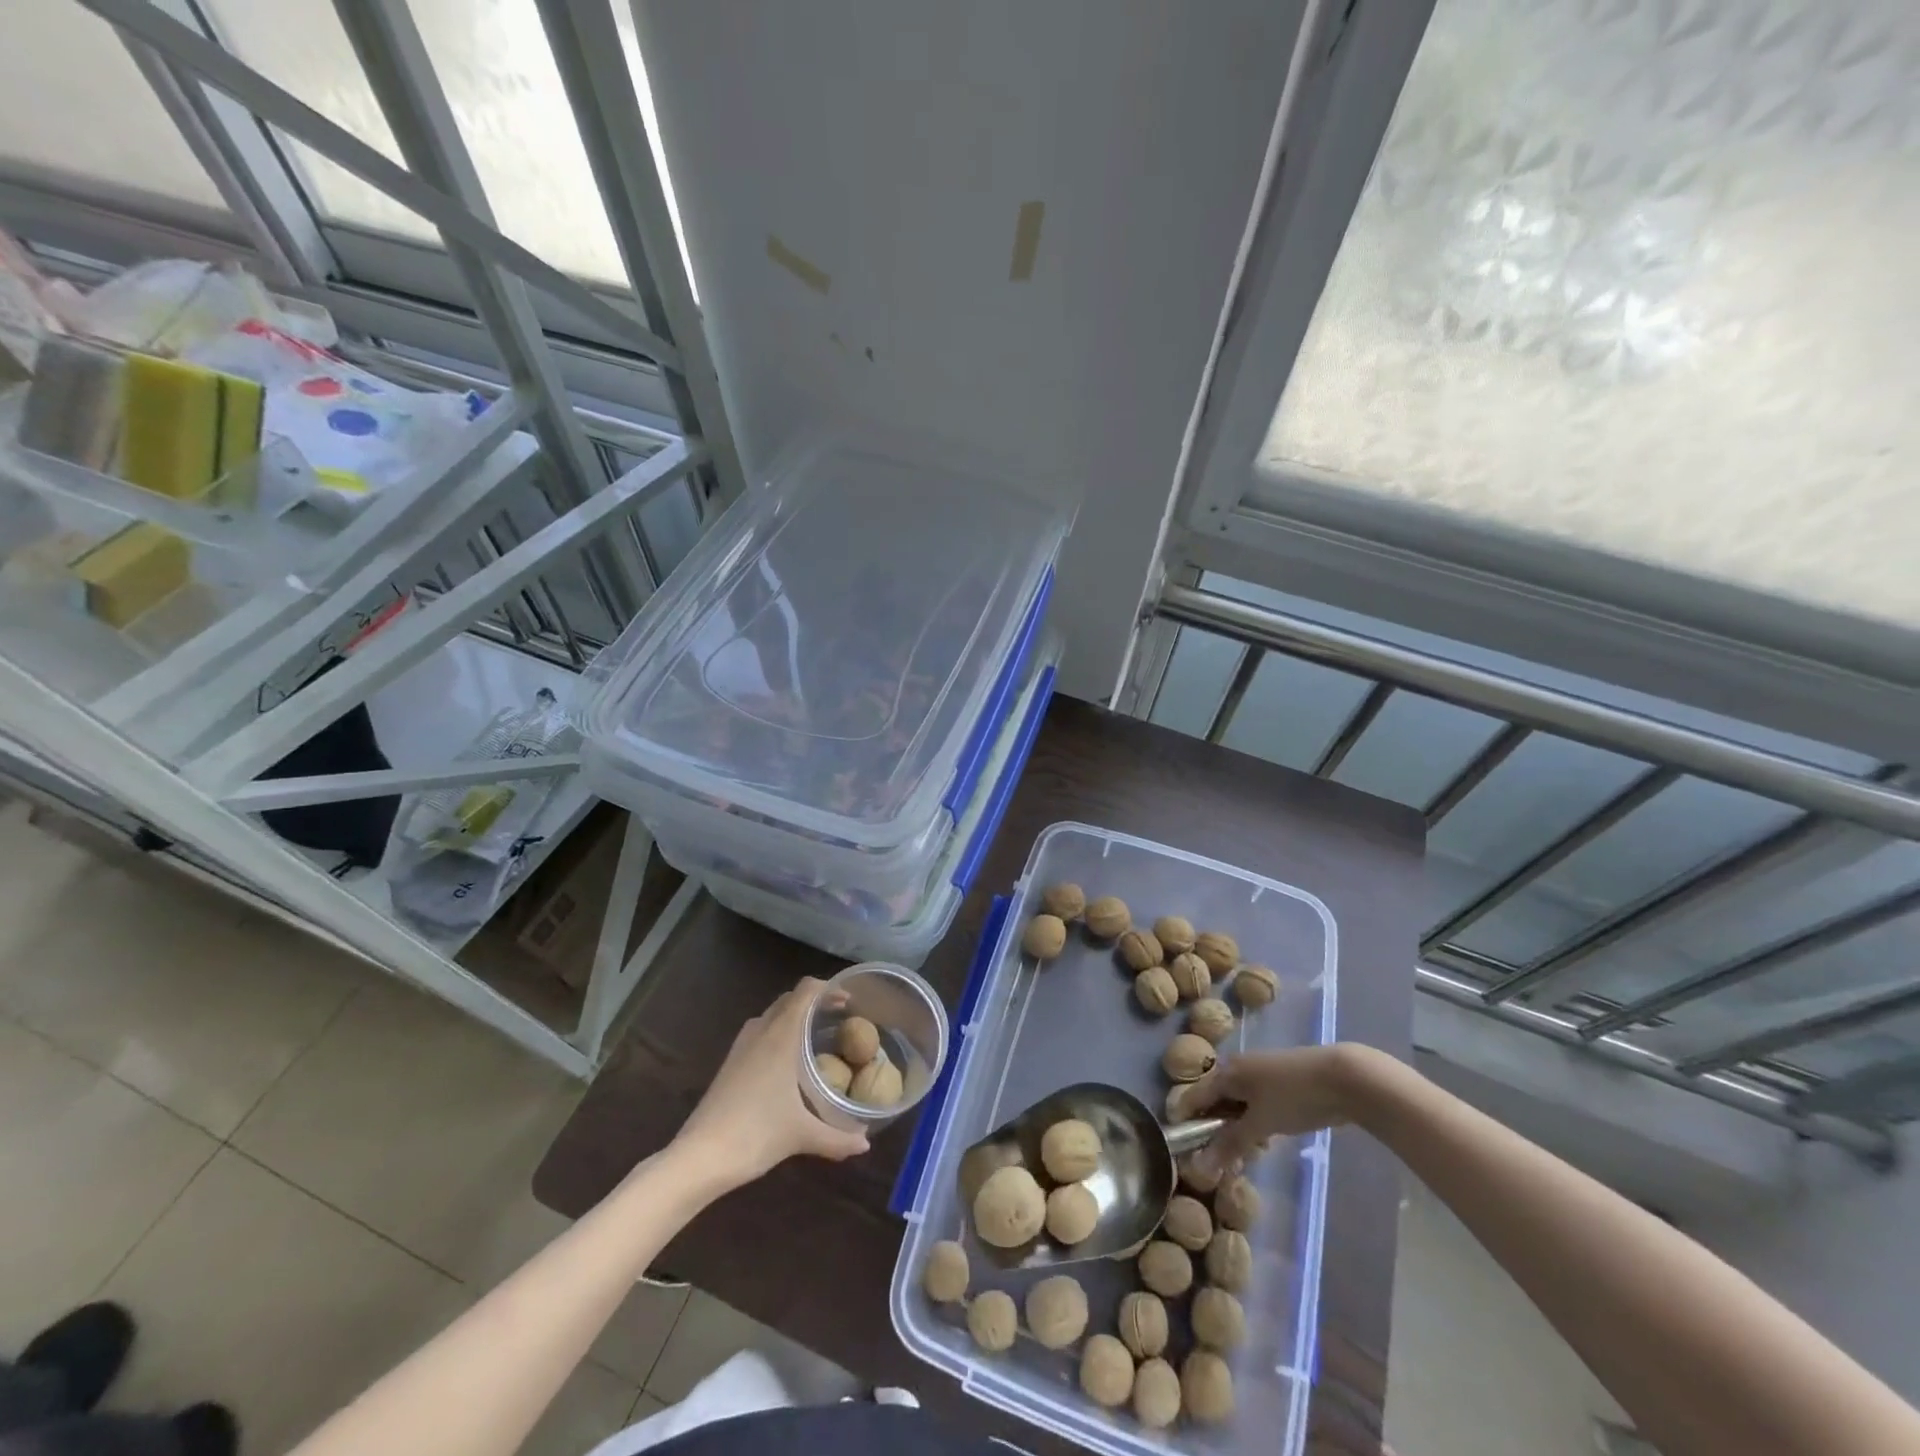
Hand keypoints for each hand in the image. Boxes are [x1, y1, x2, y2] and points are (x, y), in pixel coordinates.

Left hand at [673, 979, 869, 1187]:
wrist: (700, 1157)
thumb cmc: (755, 1135)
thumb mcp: (802, 1136)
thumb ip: (838, 1139)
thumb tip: (866, 1145)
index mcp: (781, 1036)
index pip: (806, 991)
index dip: (829, 988)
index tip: (851, 1001)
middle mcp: (761, 1032)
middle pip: (790, 999)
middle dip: (815, 1002)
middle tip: (840, 1019)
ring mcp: (741, 1046)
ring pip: (773, 1015)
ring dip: (794, 1016)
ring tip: (816, 1037)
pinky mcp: (730, 1062)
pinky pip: (760, 1032)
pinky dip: (778, 1033)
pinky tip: (788, 1062)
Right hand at [1183, 1043, 1378, 1171]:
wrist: (1342, 1077)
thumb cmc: (1293, 1097)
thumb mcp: (1259, 1124)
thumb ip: (1230, 1144)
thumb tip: (1198, 1167)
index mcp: (1225, 1073)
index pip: (1193, 1098)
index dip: (1187, 1124)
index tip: (1189, 1154)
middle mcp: (1236, 1069)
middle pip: (1214, 1102)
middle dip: (1216, 1133)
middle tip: (1226, 1162)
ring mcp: (1258, 1074)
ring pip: (1236, 1106)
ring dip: (1238, 1131)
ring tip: (1250, 1156)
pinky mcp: (1278, 1082)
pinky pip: (1254, 1104)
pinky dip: (1254, 1123)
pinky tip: (1267, 1141)